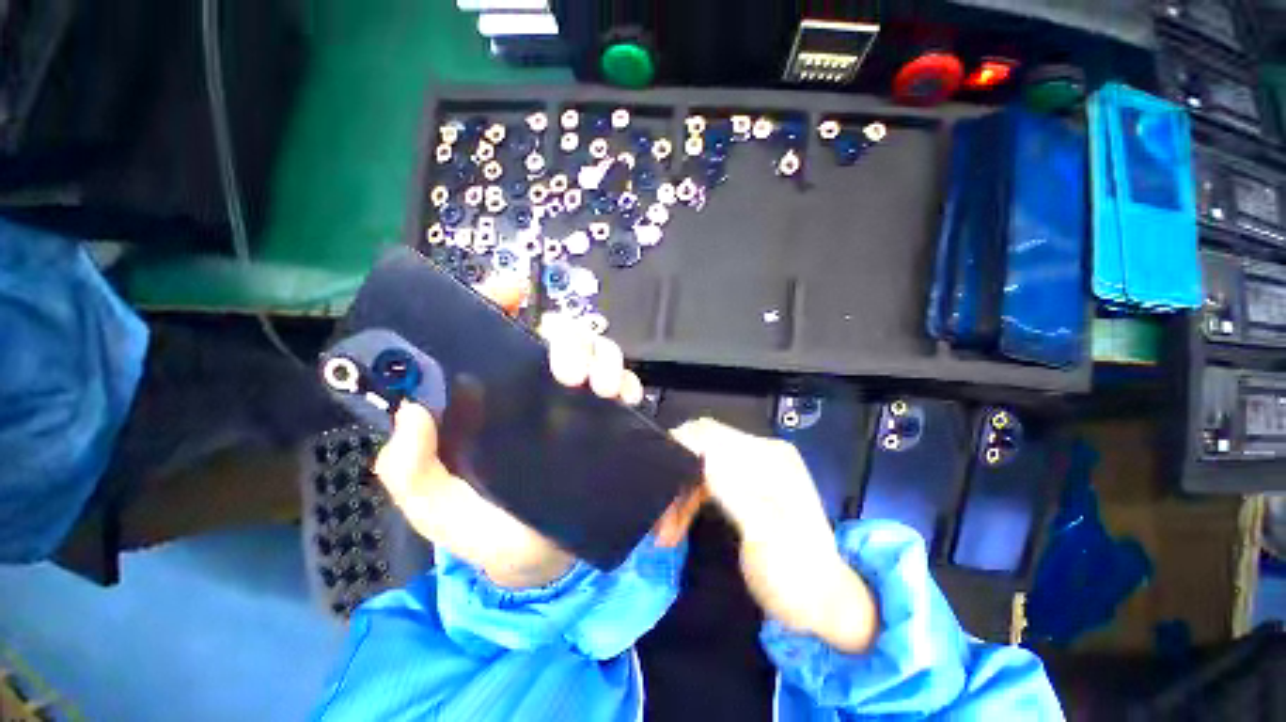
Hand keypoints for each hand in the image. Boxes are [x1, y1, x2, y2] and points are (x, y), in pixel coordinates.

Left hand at [373, 278, 701, 588]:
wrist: (545, 563)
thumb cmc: (490, 531)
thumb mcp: (438, 509)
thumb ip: (410, 472)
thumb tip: (412, 414)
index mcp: (495, 397)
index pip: (497, 333)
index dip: (501, 301)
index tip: (512, 291)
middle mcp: (538, 389)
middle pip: (560, 335)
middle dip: (569, 338)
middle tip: (568, 372)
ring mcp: (577, 402)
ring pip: (597, 352)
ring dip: (604, 357)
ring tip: (603, 387)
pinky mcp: (609, 420)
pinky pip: (625, 384)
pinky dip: (628, 382)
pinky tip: (624, 400)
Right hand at [671, 419, 878, 652]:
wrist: (822, 606)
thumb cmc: (796, 576)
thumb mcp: (766, 536)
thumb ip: (734, 490)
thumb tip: (700, 454)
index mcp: (769, 457)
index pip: (711, 434)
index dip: (678, 449)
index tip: (653, 479)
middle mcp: (760, 453)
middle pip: (701, 445)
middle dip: (675, 474)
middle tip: (659, 515)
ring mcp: (752, 468)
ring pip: (698, 463)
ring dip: (678, 491)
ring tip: (665, 531)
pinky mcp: (743, 485)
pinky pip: (704, 480)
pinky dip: (687, 499)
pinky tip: (677, 525)